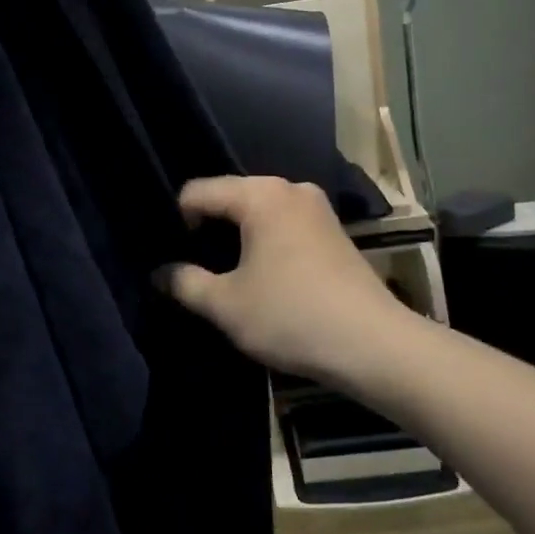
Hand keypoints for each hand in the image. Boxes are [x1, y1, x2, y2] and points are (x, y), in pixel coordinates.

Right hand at [163, 177, 415, 391]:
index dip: (177, 221)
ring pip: (259, 212)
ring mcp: (317, 208)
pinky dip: (266, 243)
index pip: (198, 191)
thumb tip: (160, 273)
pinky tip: (264, 277)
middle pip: (231, 197)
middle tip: (195, 268)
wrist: (374, 345)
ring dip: (238, 238)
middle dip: (208, 229)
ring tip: (227, 275)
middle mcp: (290, 188)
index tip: (175, 258)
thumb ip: (185, 283)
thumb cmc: (291, 316)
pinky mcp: (334, 230)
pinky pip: (284, 224)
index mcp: (260, 194)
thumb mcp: (226, 305)